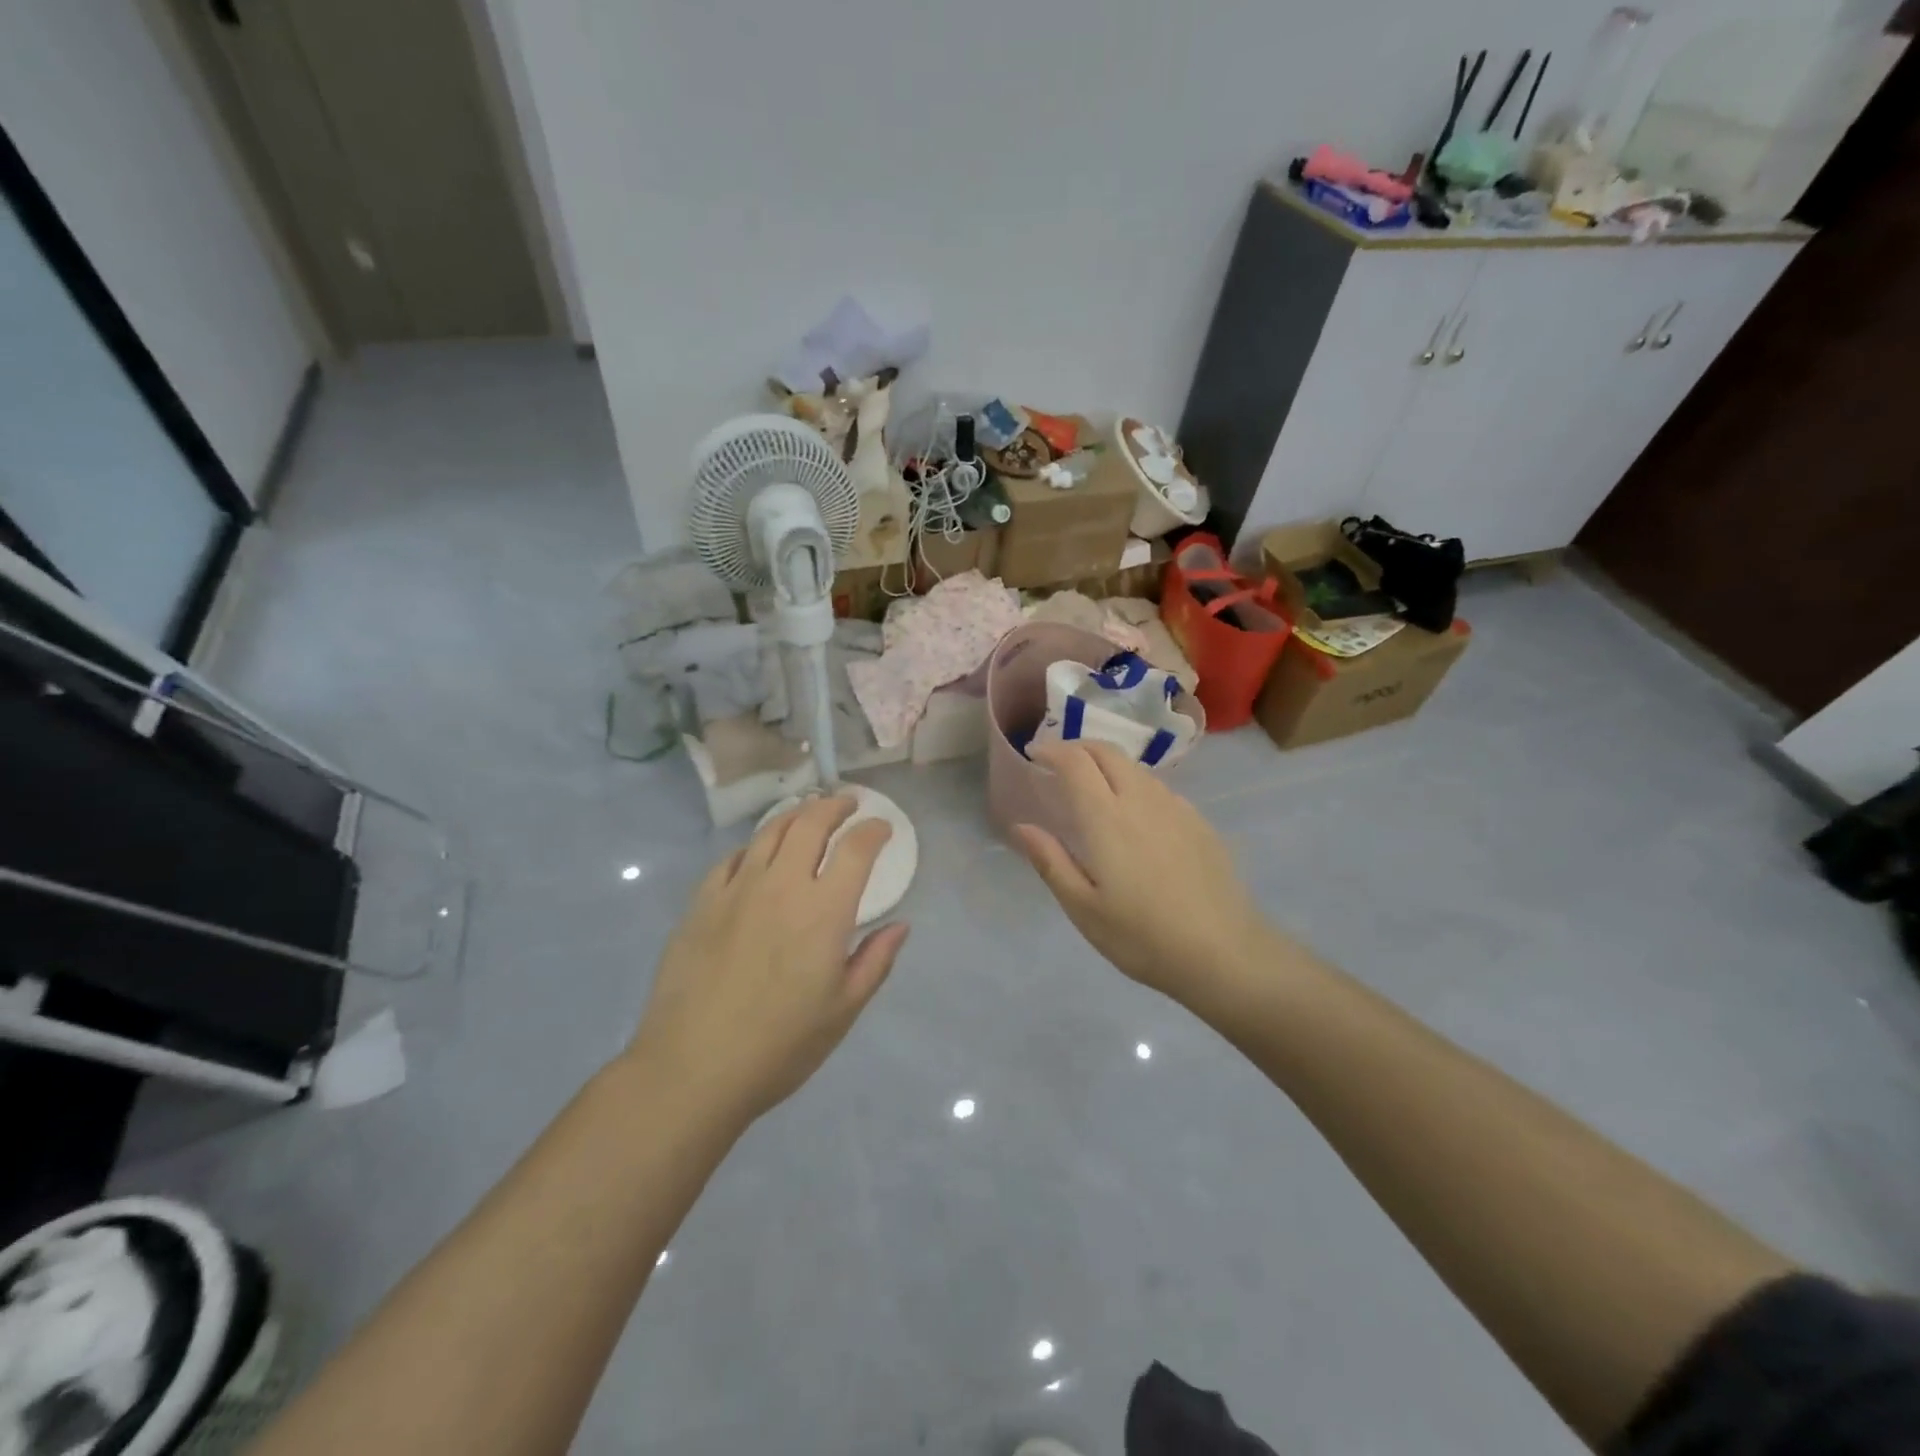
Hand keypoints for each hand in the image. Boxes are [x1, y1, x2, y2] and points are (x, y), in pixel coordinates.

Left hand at [628, 795, 908, 1125]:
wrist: (692, 1068)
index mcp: (823, 911)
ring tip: (807, 814)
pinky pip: (731, 859)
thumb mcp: (843, 1011)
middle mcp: (781, 885)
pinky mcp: (701, 903)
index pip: (856, 849)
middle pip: (810, 824)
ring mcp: (736, 890)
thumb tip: (901, 925)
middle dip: (834, 806)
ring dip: (795, 816)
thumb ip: (875, 961)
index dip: (874, 830)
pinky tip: (756, 853)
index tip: (882, 828)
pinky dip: (753, 846)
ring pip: (769, 832)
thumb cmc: (780, 1046)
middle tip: (847, 805)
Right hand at [1013, 741, 1274, 1007]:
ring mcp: (1175, 808)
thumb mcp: (1083, 908)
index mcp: (1106, 818)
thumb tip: (1021, 825)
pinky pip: (1159, 788)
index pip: (1076, 762)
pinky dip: (1135, 784)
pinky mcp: (1199, 822)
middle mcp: (1141, 800)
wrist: (1224, 953)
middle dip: (1078, 747)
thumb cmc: (1142, 936)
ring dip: (1107, 764)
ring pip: (1135, 767)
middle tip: (1058, 763)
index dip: (1051, 750)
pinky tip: (1135, 814)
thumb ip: (1050, 861)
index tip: (1033, 754)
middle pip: (1107, 752)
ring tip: (1093, 787)